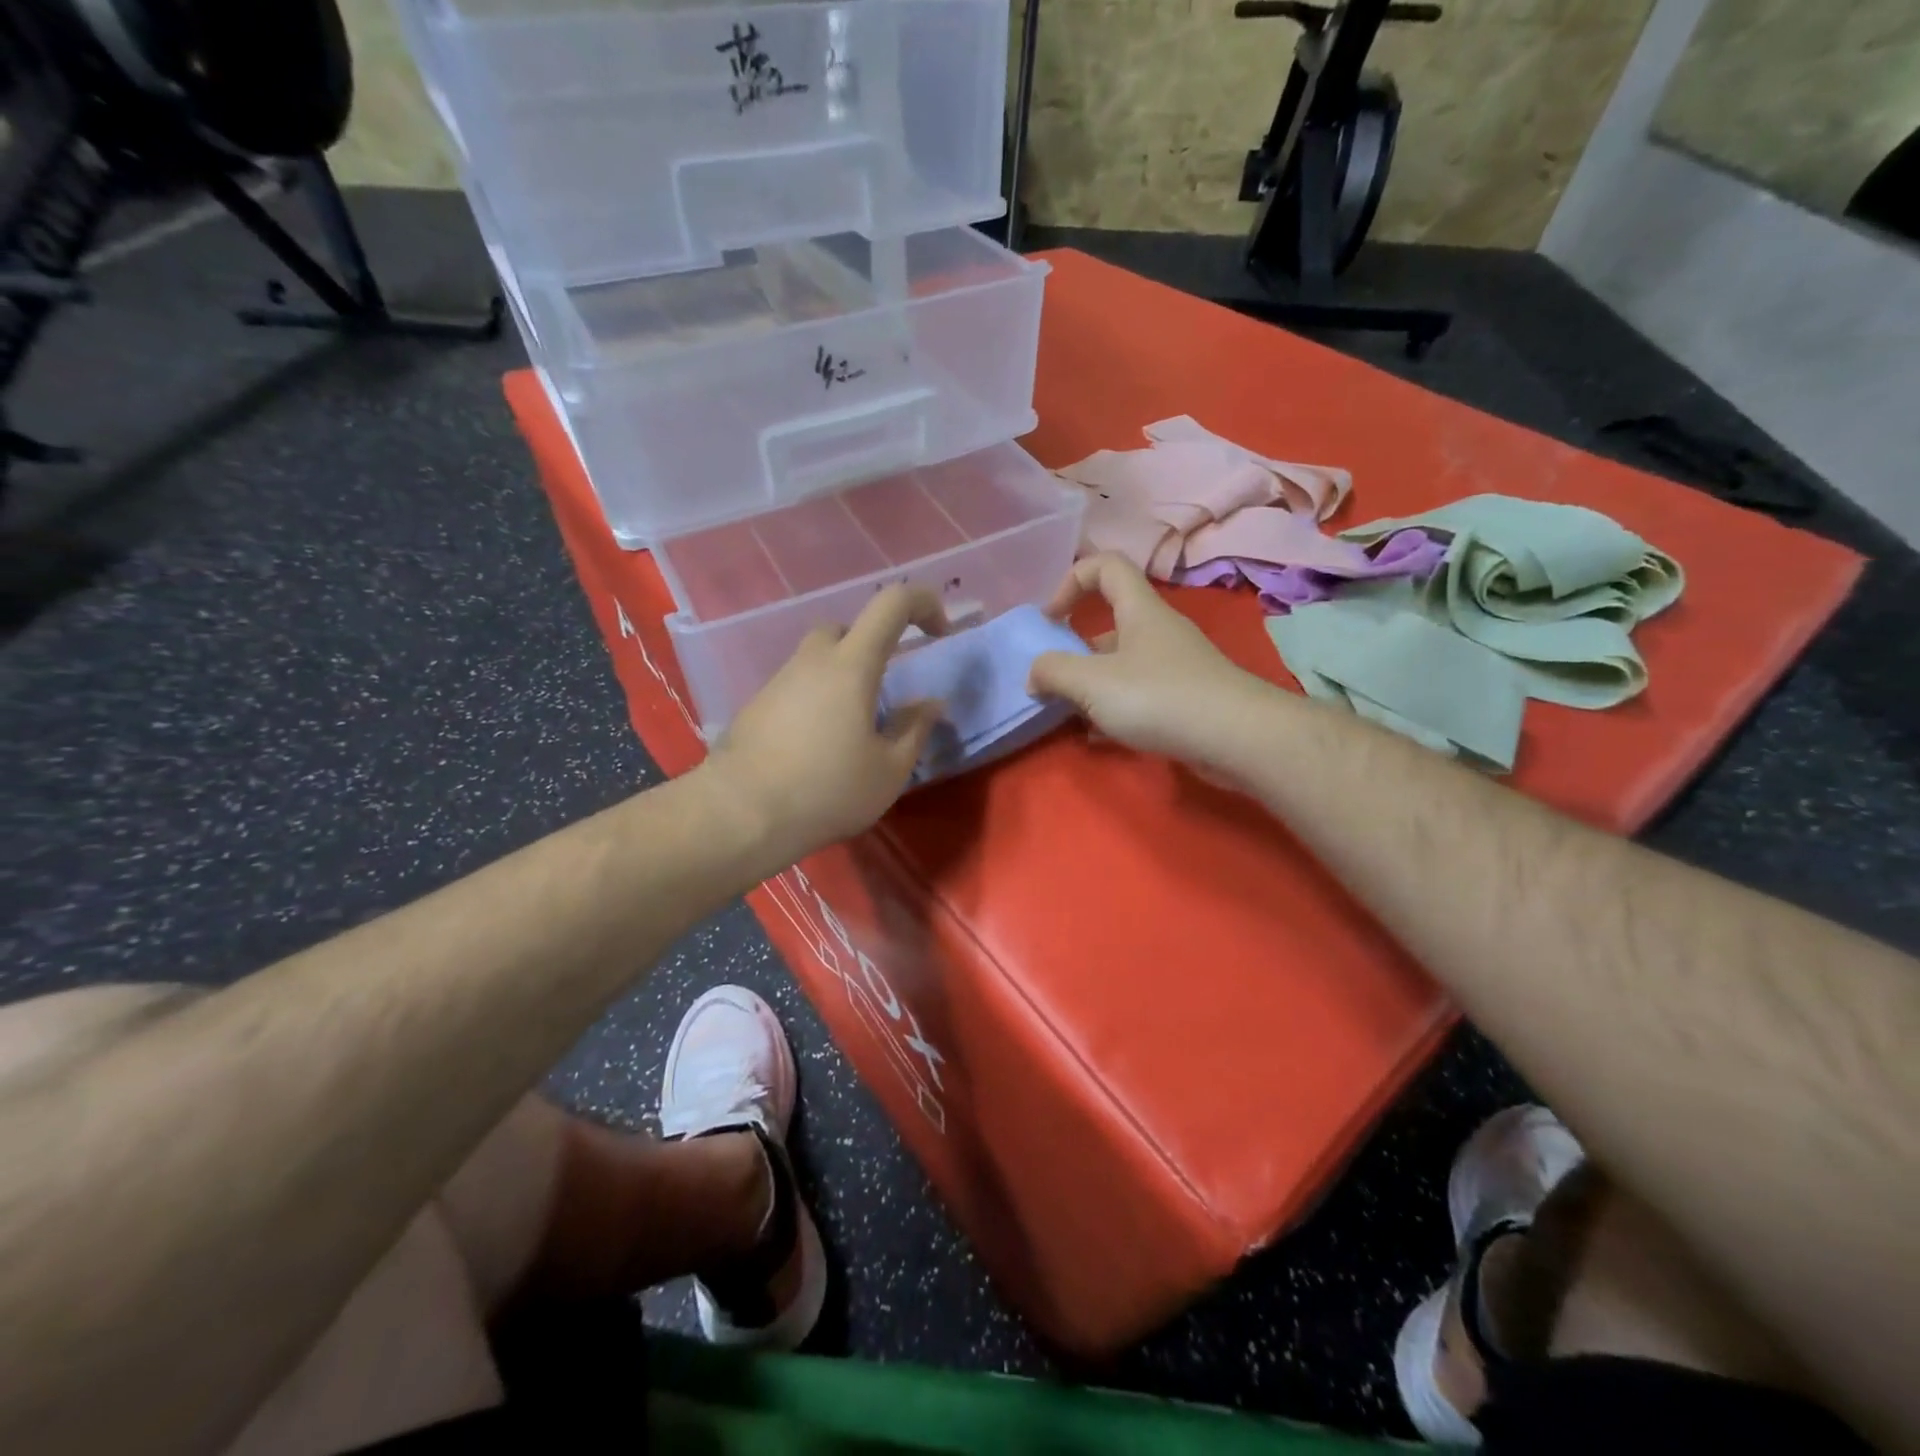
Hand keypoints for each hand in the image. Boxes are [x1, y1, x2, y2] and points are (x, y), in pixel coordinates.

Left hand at [706, 585, 946, 862]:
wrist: (740, 815)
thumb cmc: (827, 790)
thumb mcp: (889, 770)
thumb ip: (914, 730)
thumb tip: (930, 704)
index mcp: (851, 665)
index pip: (892, 603)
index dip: (923, 603)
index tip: (940, 632)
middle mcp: (812, 661)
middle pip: (846, 629)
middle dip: (874, 647)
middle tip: (886, 690)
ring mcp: (778, 681)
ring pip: (818, 660)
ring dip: (843, 678)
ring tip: (853, 729)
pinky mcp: (756, 706)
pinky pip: (796, 687)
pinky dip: (816, 701)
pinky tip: (818, 746)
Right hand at [1028, 554, 1268, 766]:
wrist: (1238, 738)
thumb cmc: (1160, 697)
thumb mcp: (1093, 682)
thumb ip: (1054, 672)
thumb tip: (1034, 675)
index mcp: (1139, 610)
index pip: (1105, 566)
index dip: (1071, 581)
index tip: (1051, 619)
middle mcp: (1158, 630)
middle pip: (1110, 622)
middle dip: (1076, 649)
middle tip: (1054, 680)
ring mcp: (1175, 665)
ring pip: (1122, 664)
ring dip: (1093, 684)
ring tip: (1070, 714)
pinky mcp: (1186, 698)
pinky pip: (1140, 694)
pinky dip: (1115, 709)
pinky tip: (1099, 737)